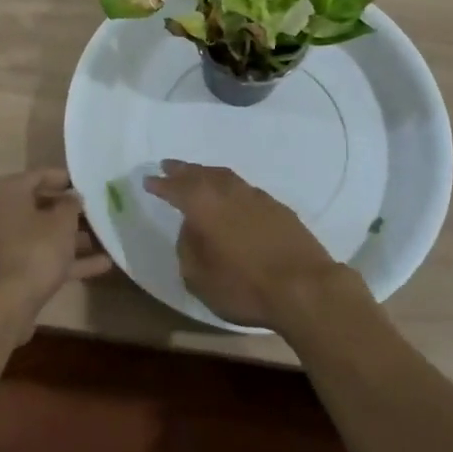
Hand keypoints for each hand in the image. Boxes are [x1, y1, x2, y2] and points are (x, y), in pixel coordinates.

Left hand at [0, 168, 112, 331]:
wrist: (4, 309)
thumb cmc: (34, 253)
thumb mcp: (61, 224)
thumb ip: (71, 205)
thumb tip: (72, 197)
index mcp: (8, 196)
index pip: (37, 175)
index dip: (63, 177)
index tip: (85, 182)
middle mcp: (1, 217)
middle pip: (39, 206)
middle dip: (69, 210)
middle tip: (94, 209)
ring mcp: (4, 246)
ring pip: (42, 234)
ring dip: (71, 237)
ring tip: (103, 237)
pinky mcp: (11, 272)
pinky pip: (41, 258)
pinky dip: (66, 260)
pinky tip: (101, 265)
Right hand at [142, 159, 349, 329]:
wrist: (304, 286)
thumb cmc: (244, 286)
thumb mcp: (199, 278)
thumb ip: (188, 249)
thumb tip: (191, 230)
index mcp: (203, 205)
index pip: (176, 188)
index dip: (161, 184)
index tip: (148, 180)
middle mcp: (228, 192)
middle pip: (200, 174)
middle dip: (182, 170)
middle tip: (168, 165)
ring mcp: (256, 196)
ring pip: (225, 177)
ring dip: (208, 174)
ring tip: (198, 175)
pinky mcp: (278, 207)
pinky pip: (245, 189)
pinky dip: (231, 187)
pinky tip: (233, 196)